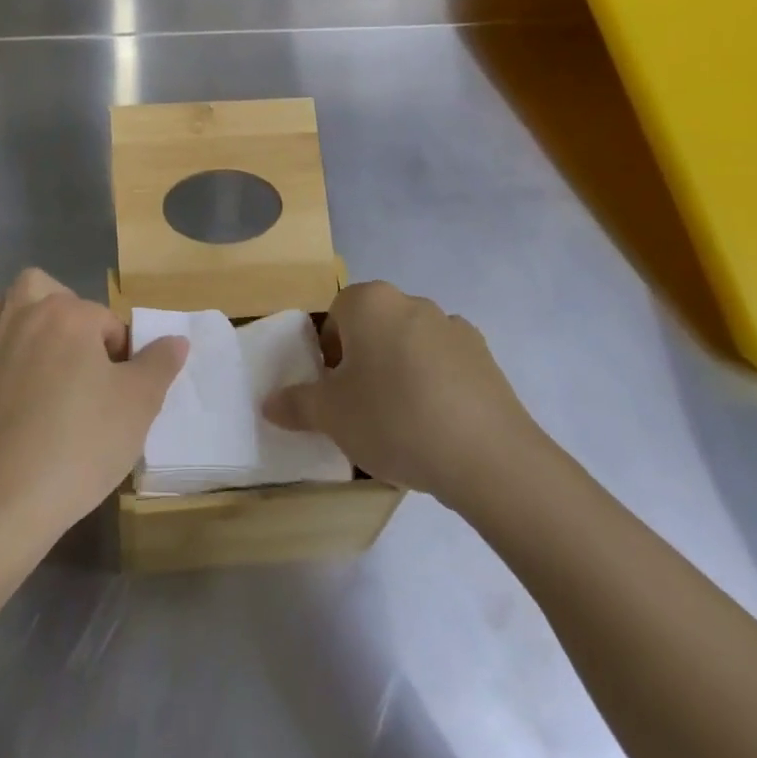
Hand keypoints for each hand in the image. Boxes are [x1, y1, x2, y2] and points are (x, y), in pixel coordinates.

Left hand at [0, 269, 188, 542]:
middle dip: (69, 315)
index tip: (121, 392)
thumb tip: (175, 339)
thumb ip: (159, 364)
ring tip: (53, 371)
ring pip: (10, 312)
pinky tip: (23, 408)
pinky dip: (7, 364)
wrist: (1, 502)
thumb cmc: (80, 444)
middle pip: (46, 291)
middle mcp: (22, 317)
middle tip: (84, 362)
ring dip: (32, 327)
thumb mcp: (138, 405)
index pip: (107, 321)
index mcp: (66, 314)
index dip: (122, 354)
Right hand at [262, 281, 546, 505]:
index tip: (333, 390)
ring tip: (401, 421)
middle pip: (374, 326)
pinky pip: (445, 364)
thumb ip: (296, 404)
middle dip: (363, 360)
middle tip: (360, 406)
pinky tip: (436, 425)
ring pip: (410, 344)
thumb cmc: (393, 419)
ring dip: (399, 371)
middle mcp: (411, 302)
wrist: (487, 455)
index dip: (328, 352)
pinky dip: (435, 384)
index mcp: (370, 303)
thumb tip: (269, 403)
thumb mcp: (331, 416)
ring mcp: (453, 327)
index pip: (336, 314)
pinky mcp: (486, 357)